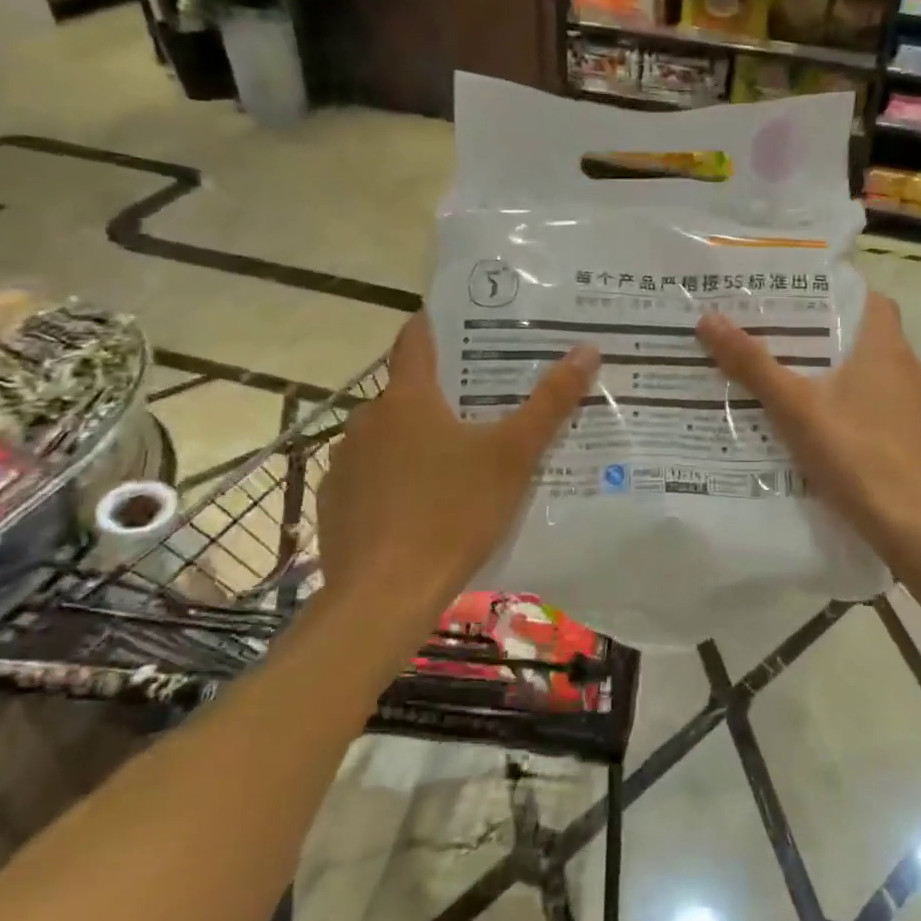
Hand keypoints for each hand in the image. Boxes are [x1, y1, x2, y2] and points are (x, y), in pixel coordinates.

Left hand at [316, 315, 598, 607]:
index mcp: (408, 398)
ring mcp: (344, 463)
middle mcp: (367, 420)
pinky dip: (393, 478)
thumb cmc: (453, 512)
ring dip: (417, 438)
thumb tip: (587, 349)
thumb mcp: (513, 456)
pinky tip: (421, 506)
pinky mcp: (334, 503)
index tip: (464, 323)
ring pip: (388, 436)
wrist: (383, 597)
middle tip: (484, 406)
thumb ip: (550, 402)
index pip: (416, 338)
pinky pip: (370, 476)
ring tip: (457, 459)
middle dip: (442, 394)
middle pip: (407, 391)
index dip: (437, 324)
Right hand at [696, 292, 920, 558]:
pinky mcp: (914, 437)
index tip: (795, 299)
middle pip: (864, 335)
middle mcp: (908, 367)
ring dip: (837, 372)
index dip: (834, 293)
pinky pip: (877, 405)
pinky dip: (850, 405)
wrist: (913, 524)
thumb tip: (709, 319)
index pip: (867, 298)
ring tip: (790, 379)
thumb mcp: (795, 407)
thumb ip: (753, 364)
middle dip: (823, 336)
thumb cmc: (856, 453)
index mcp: (886, 346)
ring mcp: (916, 405)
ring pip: (872, 373)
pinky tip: (819, 425)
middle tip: (776, 337)